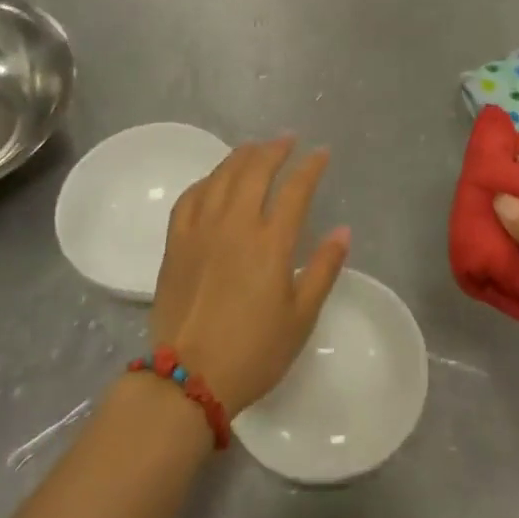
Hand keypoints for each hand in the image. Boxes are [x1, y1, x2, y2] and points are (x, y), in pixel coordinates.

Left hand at [151, 136, 348, 416]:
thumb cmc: (254, 351)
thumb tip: (343, 230)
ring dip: (241, 156)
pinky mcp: (175, 244)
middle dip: (275, 149)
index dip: (311, 167)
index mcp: (270, 242)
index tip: (321, 153)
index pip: (296, 190)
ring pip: (221, 177)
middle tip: (288, 139)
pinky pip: (189, 198)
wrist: (189, 378)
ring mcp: (201, 231)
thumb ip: (323, 269)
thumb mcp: (301, 317)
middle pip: (255, 171)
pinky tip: (213, 180)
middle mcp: (235, 225)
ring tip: (255, 148)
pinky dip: (205, 181)